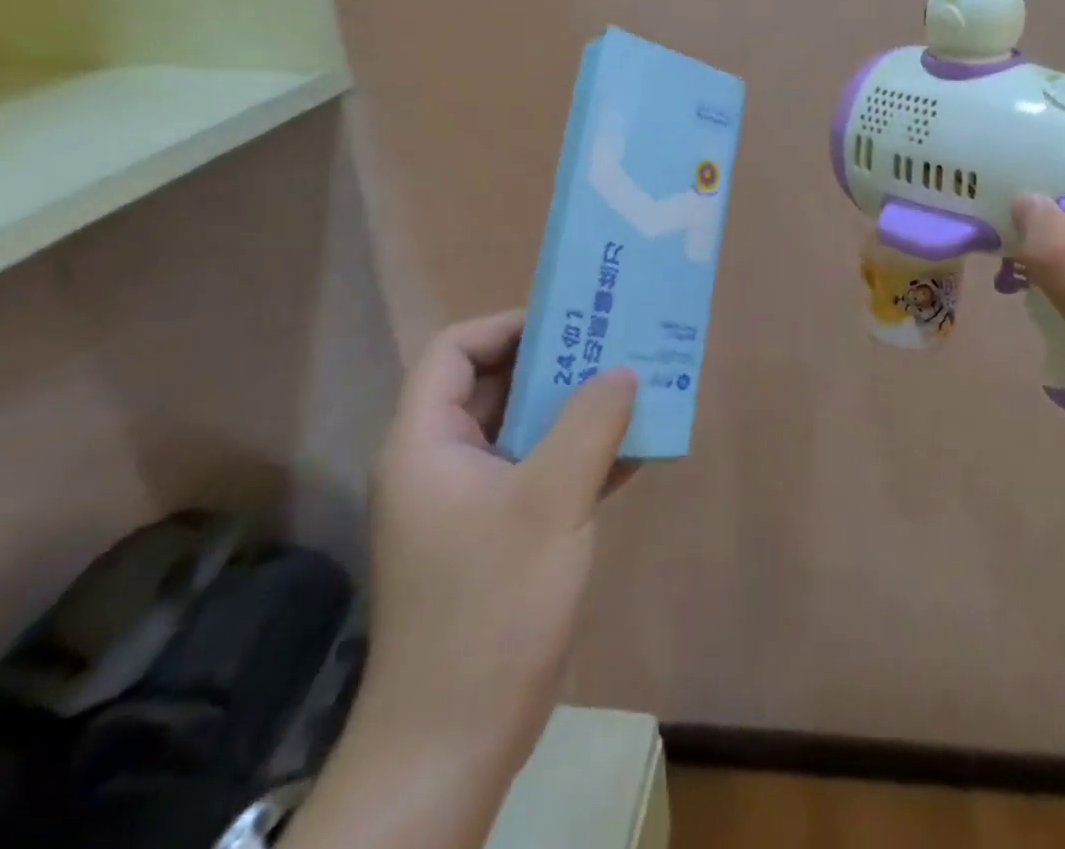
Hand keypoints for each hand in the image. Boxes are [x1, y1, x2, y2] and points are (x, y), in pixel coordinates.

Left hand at [357, 313, 637, 785]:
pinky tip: (637, 450)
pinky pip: (543, 471)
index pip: (455, 351)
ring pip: (525, 429)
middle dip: (557, 363)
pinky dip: (583, 454)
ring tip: (637, 388)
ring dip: (578, 409)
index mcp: (427, 443)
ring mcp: (471, 502)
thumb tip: (623, 370)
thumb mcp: (550, 500)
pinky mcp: (501, 535)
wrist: (456, 741)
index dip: (509, 326)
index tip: (572, 322)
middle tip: (617, 347)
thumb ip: (590, 424)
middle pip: (495, 385)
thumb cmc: (492, 604)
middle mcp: (443, 463)